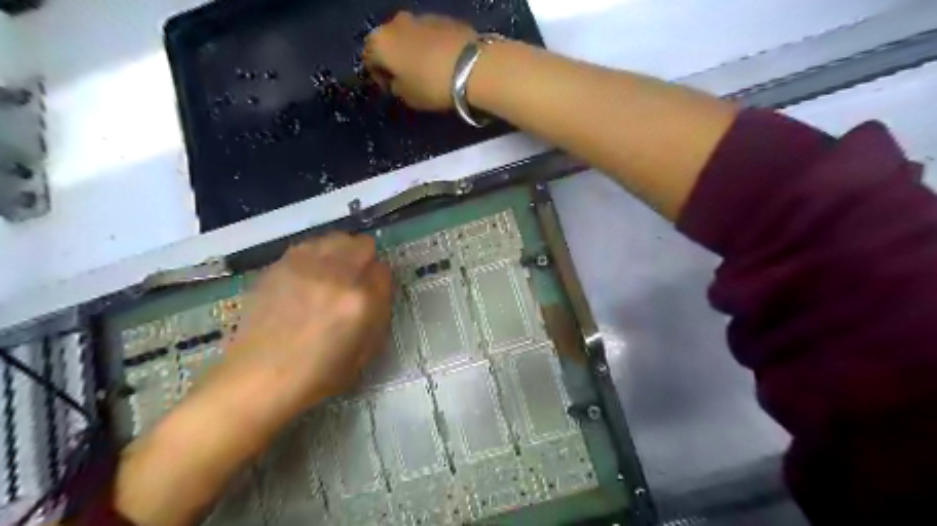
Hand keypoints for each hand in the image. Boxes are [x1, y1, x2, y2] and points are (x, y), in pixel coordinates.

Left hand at [222, 232, 391, 417]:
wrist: (258, 378)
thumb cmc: (318, 375)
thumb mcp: (365, 353)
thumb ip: (379, 314)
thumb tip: (378, 286)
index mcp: (361, 301)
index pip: (384, 270)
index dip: (380, 282)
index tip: (372, 292)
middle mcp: (336, 275)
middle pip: (363, 244)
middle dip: (365, 260)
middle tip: (355, 279)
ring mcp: (305, 266)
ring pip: (337, 238)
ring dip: (341, 252)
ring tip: (332, 273)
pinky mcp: (280, 265)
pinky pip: (309, 245)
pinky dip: (317, 254)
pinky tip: (309, 275)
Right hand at [364, 10, 476, 107]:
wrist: (472, 66)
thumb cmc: (431, 85)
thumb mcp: (407, 97)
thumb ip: (396, 87)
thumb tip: (397, 81)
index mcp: (380, 42)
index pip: (369, 59)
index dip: (379, 77)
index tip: (392, 89)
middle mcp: (396, 23)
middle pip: (389, 42)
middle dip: (395, 59)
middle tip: (408, 78)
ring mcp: (421, 16)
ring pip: (409, 35)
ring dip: (413, 50)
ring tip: (427, 69)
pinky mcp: (444, 17)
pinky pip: (430, 34)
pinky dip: (431, 45)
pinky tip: (443, 61)